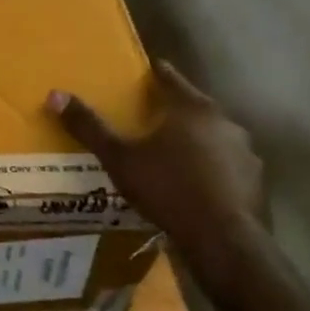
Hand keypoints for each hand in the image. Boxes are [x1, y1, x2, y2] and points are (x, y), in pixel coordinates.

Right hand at [47, 63, 265, 260]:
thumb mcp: (118, 158)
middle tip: (149, 116)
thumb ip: (89, 127)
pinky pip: (226, 164)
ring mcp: (245, 151)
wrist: (223, 238)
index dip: (154, 73)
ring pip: (212, 136)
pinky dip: (210, 167)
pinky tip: (194, 183)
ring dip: (194, 140)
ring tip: (170, 153)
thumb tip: (55, 95)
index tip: (143, 72)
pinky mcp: (254, 180)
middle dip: (172, 109)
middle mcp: (223, 121)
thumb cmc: (167, 188)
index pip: (169, 78)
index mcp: (191, 108)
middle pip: (193, 106)